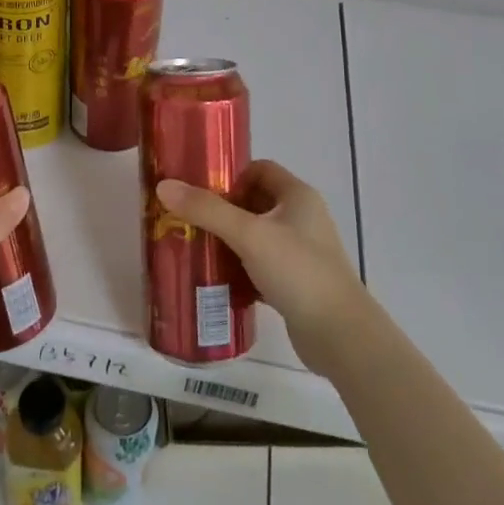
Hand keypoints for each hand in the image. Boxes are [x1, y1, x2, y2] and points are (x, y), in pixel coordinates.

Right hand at [157, 160, 368, 373]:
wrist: (339, 336)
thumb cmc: (298, 271)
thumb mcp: (248, 234)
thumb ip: (206, 210)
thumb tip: (164, 186)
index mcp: (298, 196)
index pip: (259, 169)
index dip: (230, 175)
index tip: (199, 189)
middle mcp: (302, 218)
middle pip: (254, 202)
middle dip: (222, 209)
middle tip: (188, 219)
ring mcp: (301, 252)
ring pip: (256, 236)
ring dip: (228, 240)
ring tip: (195, 246)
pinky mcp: (296, 282)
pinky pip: (260, 265)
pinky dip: (240, 268)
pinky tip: (215, 278)